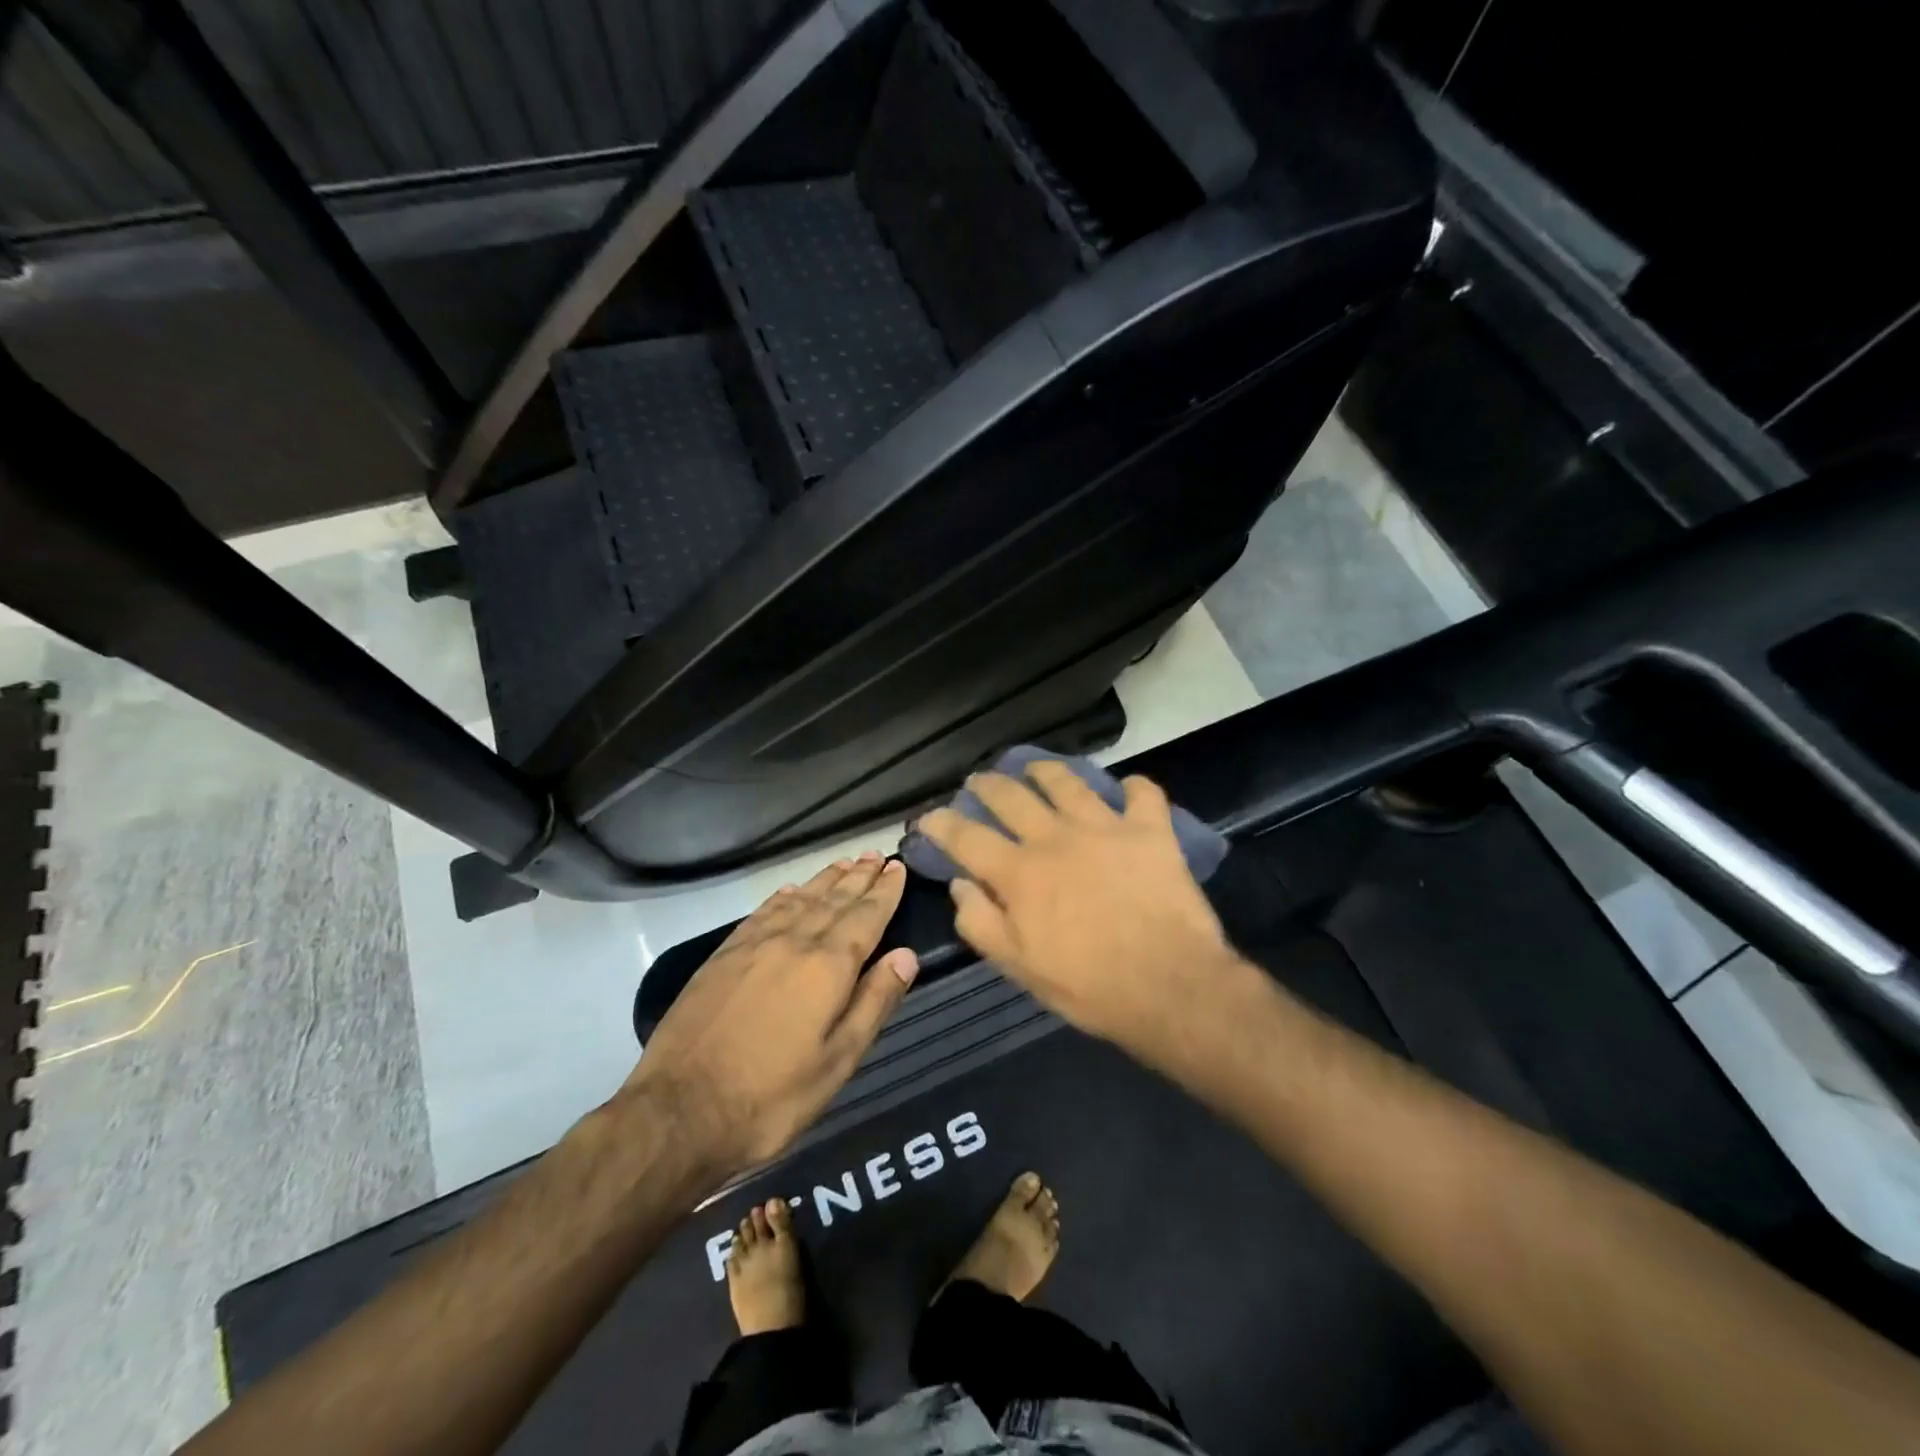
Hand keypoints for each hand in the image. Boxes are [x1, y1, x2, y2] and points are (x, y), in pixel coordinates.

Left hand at [626, 855, 917, 1177]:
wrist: (679, 1111)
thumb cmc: (771, 1097)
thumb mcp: (838, 1062)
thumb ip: (874, 1003)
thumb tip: (906, 955)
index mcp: (827, 967)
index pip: (865, 917)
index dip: (884, 892)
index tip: (897, 867)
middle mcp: (793, 942)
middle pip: (834, 901)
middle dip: (859, 878)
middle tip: (875, 855)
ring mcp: (754, 945)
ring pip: (799, 900)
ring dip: (825, 880)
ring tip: (845, 863)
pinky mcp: (723, 956)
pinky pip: (762, 912)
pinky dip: (783, 896)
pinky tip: (790, 890)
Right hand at [918, 764, 1250, 1055]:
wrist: (1170, 986)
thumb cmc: (1089, 986)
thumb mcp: (1020, 968)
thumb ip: (981, 923)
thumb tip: (960, 884)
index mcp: (1020, 873)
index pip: (967, 836)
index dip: (942, 823)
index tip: (930, 816)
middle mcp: (1056, 838)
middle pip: (1012, 796)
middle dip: (988, 785)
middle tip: (980, 781)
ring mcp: (1105, 828)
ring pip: (1067, 782)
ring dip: (1046, 770)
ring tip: (1035, 768)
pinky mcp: (1150, 831)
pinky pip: (1142, 794)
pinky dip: (1134, 787)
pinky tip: (1128, 788)